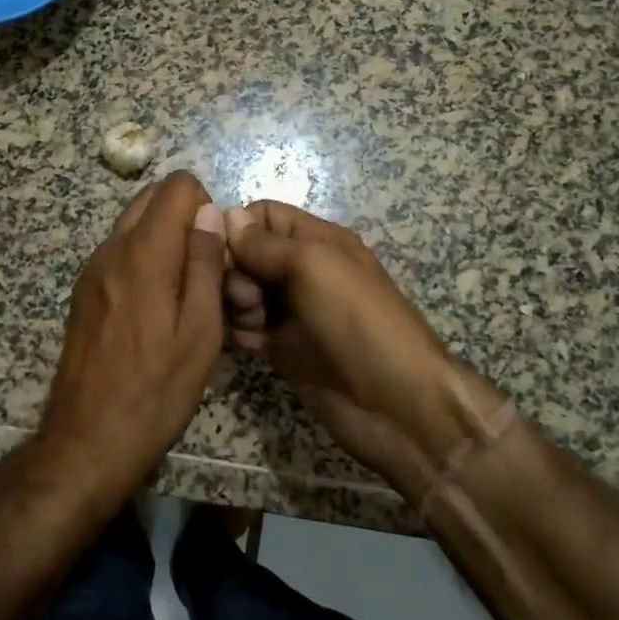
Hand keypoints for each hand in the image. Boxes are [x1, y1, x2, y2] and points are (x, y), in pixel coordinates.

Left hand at [38, 171, 227, 504]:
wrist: (86, 442)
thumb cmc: (156, 391)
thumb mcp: (200, 332)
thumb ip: (205, 264)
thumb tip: (209, 212)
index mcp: (143, 254)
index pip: (177, 186)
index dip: (206, 206)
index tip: (216, 250)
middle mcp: (111, 250)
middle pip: (151, 198)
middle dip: (186, 217)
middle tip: (206, 268)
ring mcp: (92, 271)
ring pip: (134, 224)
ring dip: (165, 238)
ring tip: (184, 292)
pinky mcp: (84, 293)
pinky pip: (120, 252)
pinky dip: (144, 258)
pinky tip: (156, 309)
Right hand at [224, 201, 500, 493]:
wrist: (396, 405)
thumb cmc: (359, 321)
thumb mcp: (314, 266)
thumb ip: (266, 243)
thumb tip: (226, 215)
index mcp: (317, 241)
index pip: (263, 216)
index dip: (237, 228)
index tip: (222, 252)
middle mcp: (302, 271)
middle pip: (246, 255)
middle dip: (233, 270)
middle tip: (247, 298)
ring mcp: (292, 312)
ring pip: (241, 293)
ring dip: (234, 304)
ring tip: (252, 325)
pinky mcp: (283, 350)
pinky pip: (246, 330)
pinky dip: (239, 334)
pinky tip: (249, 346)